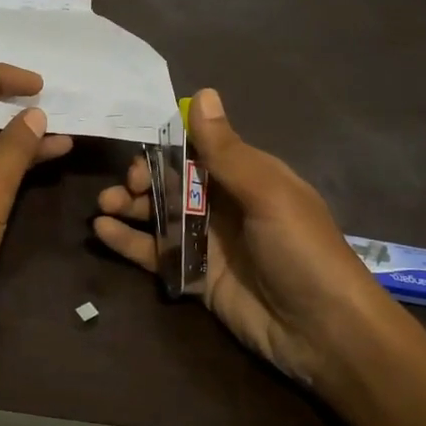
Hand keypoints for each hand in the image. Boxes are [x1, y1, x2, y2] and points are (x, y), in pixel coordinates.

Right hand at [92, 87, 389, 386]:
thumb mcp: (267, 194)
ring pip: (159, 215)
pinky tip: (101, 232)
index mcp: (247, 177)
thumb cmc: (302, 251)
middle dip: (142, 178)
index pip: (198, 149)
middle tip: (124, 189)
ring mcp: (208, 242)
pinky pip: (155, 253)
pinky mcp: (194, 277)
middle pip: (172, 181)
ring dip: (129, 206)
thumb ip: (226, 150)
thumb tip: (203, 92)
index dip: (165, 146)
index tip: (139, 149)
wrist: (324, 333)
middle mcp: (224, 204)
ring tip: (103, 206)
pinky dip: (127, 241)